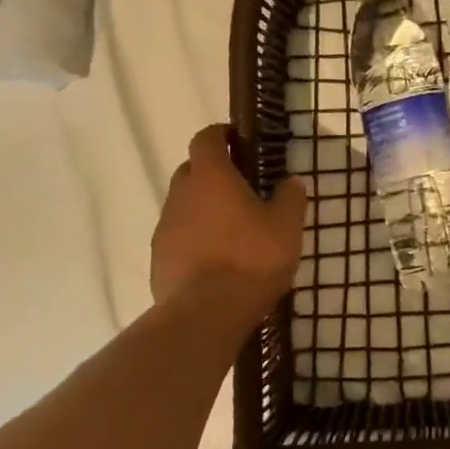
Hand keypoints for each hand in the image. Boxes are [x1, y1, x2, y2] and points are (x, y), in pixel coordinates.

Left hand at [152, 125, 306, 324]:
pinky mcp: (158, 260)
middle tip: (240, 188)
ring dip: (202, 209)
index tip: (238, 140)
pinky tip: (215, 260)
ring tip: (230, 229)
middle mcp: (181, 195)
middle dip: (212, 173)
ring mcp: (164, 228)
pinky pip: (177, 238)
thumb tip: (292, 182)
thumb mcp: (287, 226)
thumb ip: (290, 198)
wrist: (205, 314)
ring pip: (183, 206)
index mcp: (210, 177)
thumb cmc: (251, 259)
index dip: (220, 134)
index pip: (206, 138)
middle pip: (191, 170)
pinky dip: (193, 239)